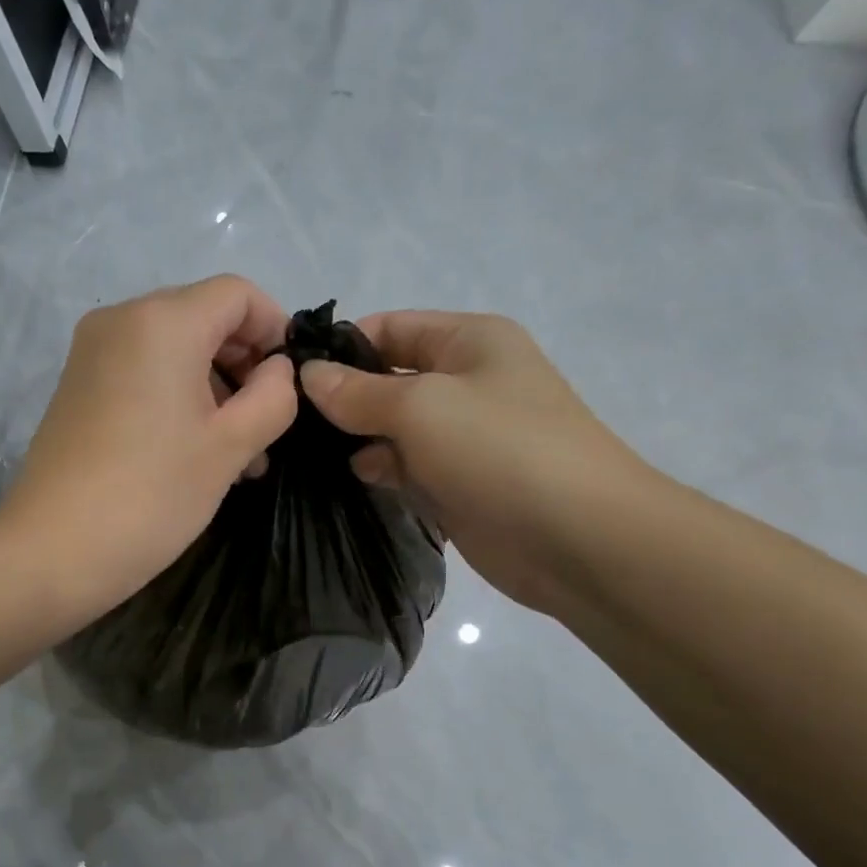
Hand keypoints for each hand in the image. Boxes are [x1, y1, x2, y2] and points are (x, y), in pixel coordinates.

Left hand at [3, 275, 297, 622]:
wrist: (52, 549)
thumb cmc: (152, 494)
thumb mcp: (231, 446)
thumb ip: (272, 396)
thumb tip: (276, 371)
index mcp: (163, 321)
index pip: (238, 294)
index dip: (275, 329)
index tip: (290, 382)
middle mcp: (122, 320)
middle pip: (204, 319)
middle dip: (245, 367)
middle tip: (268, 429)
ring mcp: (93, 353)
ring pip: (175, 352)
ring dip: (216, 391)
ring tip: (241, 456)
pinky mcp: (78, 387)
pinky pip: (143, 374)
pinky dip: (178, 399)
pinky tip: (197, 454)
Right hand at [299, 311, 650, 613]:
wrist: (578, 538)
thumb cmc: (500, 450)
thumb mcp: (421, 406)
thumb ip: (358, 392)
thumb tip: (307, 376)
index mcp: (469, 341)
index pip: (390, 328)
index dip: (341, 348)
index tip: (288, 377)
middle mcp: (466, 381)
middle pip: (389, 378)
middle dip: (344, 397)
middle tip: (289, 423)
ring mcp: (464, 436)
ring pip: (394, 427)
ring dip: (359, 438)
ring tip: (309, 454)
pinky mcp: (460, 483)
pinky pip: (409, 467)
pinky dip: (382, 471)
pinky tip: (354, 480)